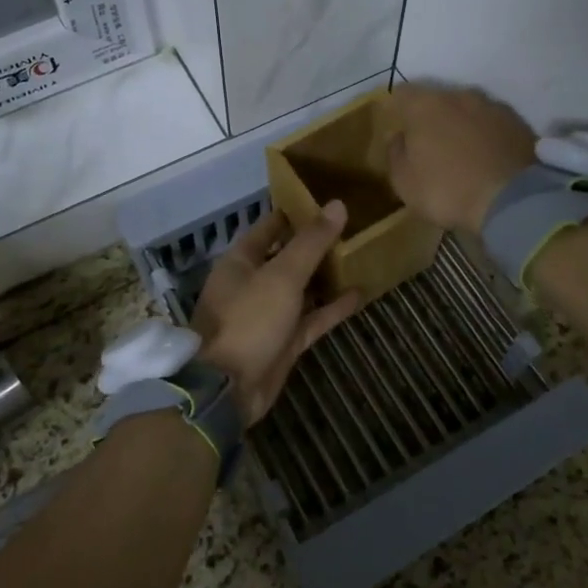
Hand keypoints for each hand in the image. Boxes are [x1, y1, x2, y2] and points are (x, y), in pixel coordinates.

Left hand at [190, 202, 360, 425]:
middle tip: (352, 225)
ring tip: (359, 254)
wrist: (228, 389)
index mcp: (241, 261)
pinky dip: (332, 307)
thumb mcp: (282, 276)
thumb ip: (310, 242)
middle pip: (287, 256)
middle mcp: (253, 283)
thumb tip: (337, 204)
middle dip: (315, 243)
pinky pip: (312, 318)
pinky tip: (360, 293)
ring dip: (326, 275)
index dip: (295, 212)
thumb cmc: (248, 321)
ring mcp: (269, 314)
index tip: (326, 198)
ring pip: (301, 288)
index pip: (269, 226)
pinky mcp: (284, 341)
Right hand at [383, 82, 538, 232]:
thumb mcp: (405, 183)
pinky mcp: (518, 122)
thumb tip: (398, 137)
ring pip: (468, 109)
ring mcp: (492, 106)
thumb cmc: (447, 190)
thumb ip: (395, 154)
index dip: (397, 109)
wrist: (512, 201)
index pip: (402, 93)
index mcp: (425, 106)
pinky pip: (493, 124)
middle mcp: (459, 96)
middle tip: (430, 145)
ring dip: (461, 124)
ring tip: (462, 152)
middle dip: (431, 117)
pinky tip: (487, 158)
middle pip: (437, 99)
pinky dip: (486, 135)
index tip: (399, 128)